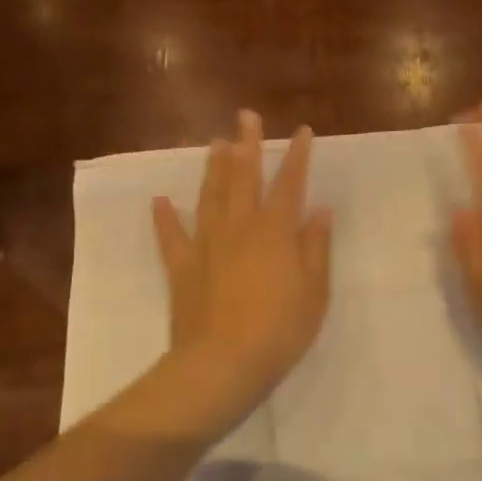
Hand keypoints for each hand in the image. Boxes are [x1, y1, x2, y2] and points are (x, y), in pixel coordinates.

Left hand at [151, 110, 332, 434]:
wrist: (223, 364)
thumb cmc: (280, 329)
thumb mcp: (314, 291)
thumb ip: (316, 247)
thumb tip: (321, 211)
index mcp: (275, 232)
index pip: (289, 184)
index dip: (296, 156)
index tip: (301, 130)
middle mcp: (240, 228)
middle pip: (244, 178)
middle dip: (247, 145)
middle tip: (245, 116)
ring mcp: (207, 245)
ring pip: (210, 197)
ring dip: (214, 168)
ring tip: (215, 142)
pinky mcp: (183, 268)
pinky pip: (172, 237)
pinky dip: (166, 217)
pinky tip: (161, 199)